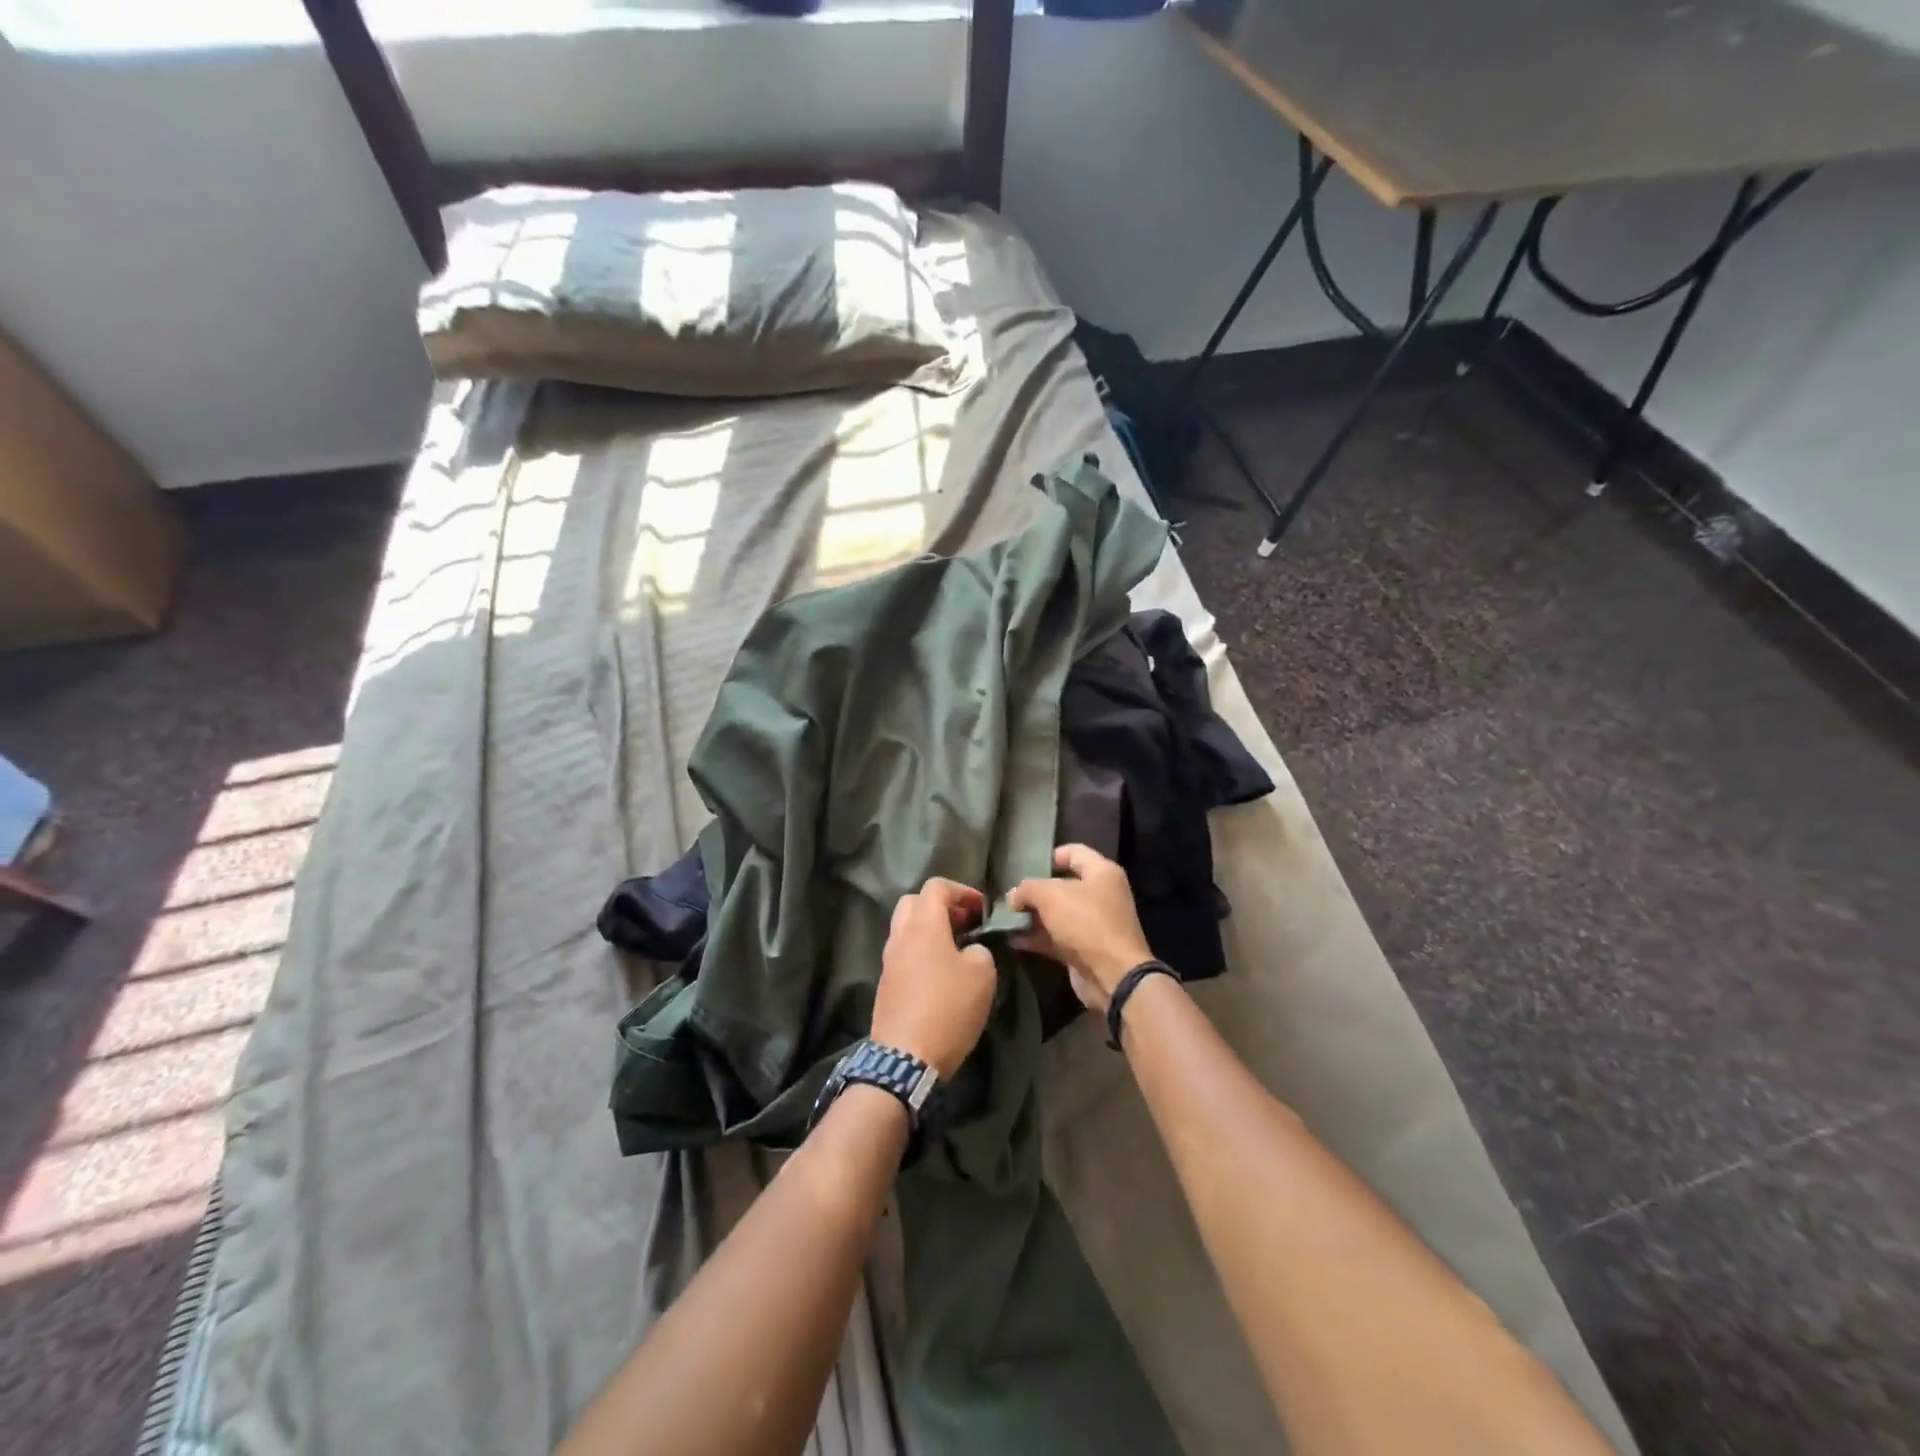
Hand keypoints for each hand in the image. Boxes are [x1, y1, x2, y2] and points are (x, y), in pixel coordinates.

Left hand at [872, 878, 997, 1079]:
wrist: (906, 1058)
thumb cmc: (948, 1008)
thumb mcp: (983, 974)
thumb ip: (980, 950)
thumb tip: (970, 949)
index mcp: (923, 925)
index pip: (936, 886)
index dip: (962, 890)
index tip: (981, 909)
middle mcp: (900, 935)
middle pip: (914, 902)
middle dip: (940, 906)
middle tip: (964, 924)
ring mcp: (888, 960)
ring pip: (905, 928)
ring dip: (929, 929)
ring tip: (955, 949)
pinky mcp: (885, 984)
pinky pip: (902, 953)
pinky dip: (920, 951)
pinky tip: (939, 974)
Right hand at [1006, 844, 1152, 1012]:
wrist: (1113, 976)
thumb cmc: (1085, 922)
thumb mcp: (1050, 895)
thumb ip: (1027, 889)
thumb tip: (1013, 896)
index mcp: (1101, 872)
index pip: (1073, 852)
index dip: (1048, 856)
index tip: (1024, 866)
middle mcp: (1100, 894)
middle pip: (1062, 885)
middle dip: (1034, 891)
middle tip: (1009, 897)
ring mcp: (1093, 924)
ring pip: (1057, 914)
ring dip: (1032, 917)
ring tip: (1004, 918)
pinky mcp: (1085, 949)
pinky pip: (1056, 937)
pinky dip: (1036, 937)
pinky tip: (1012, 939)